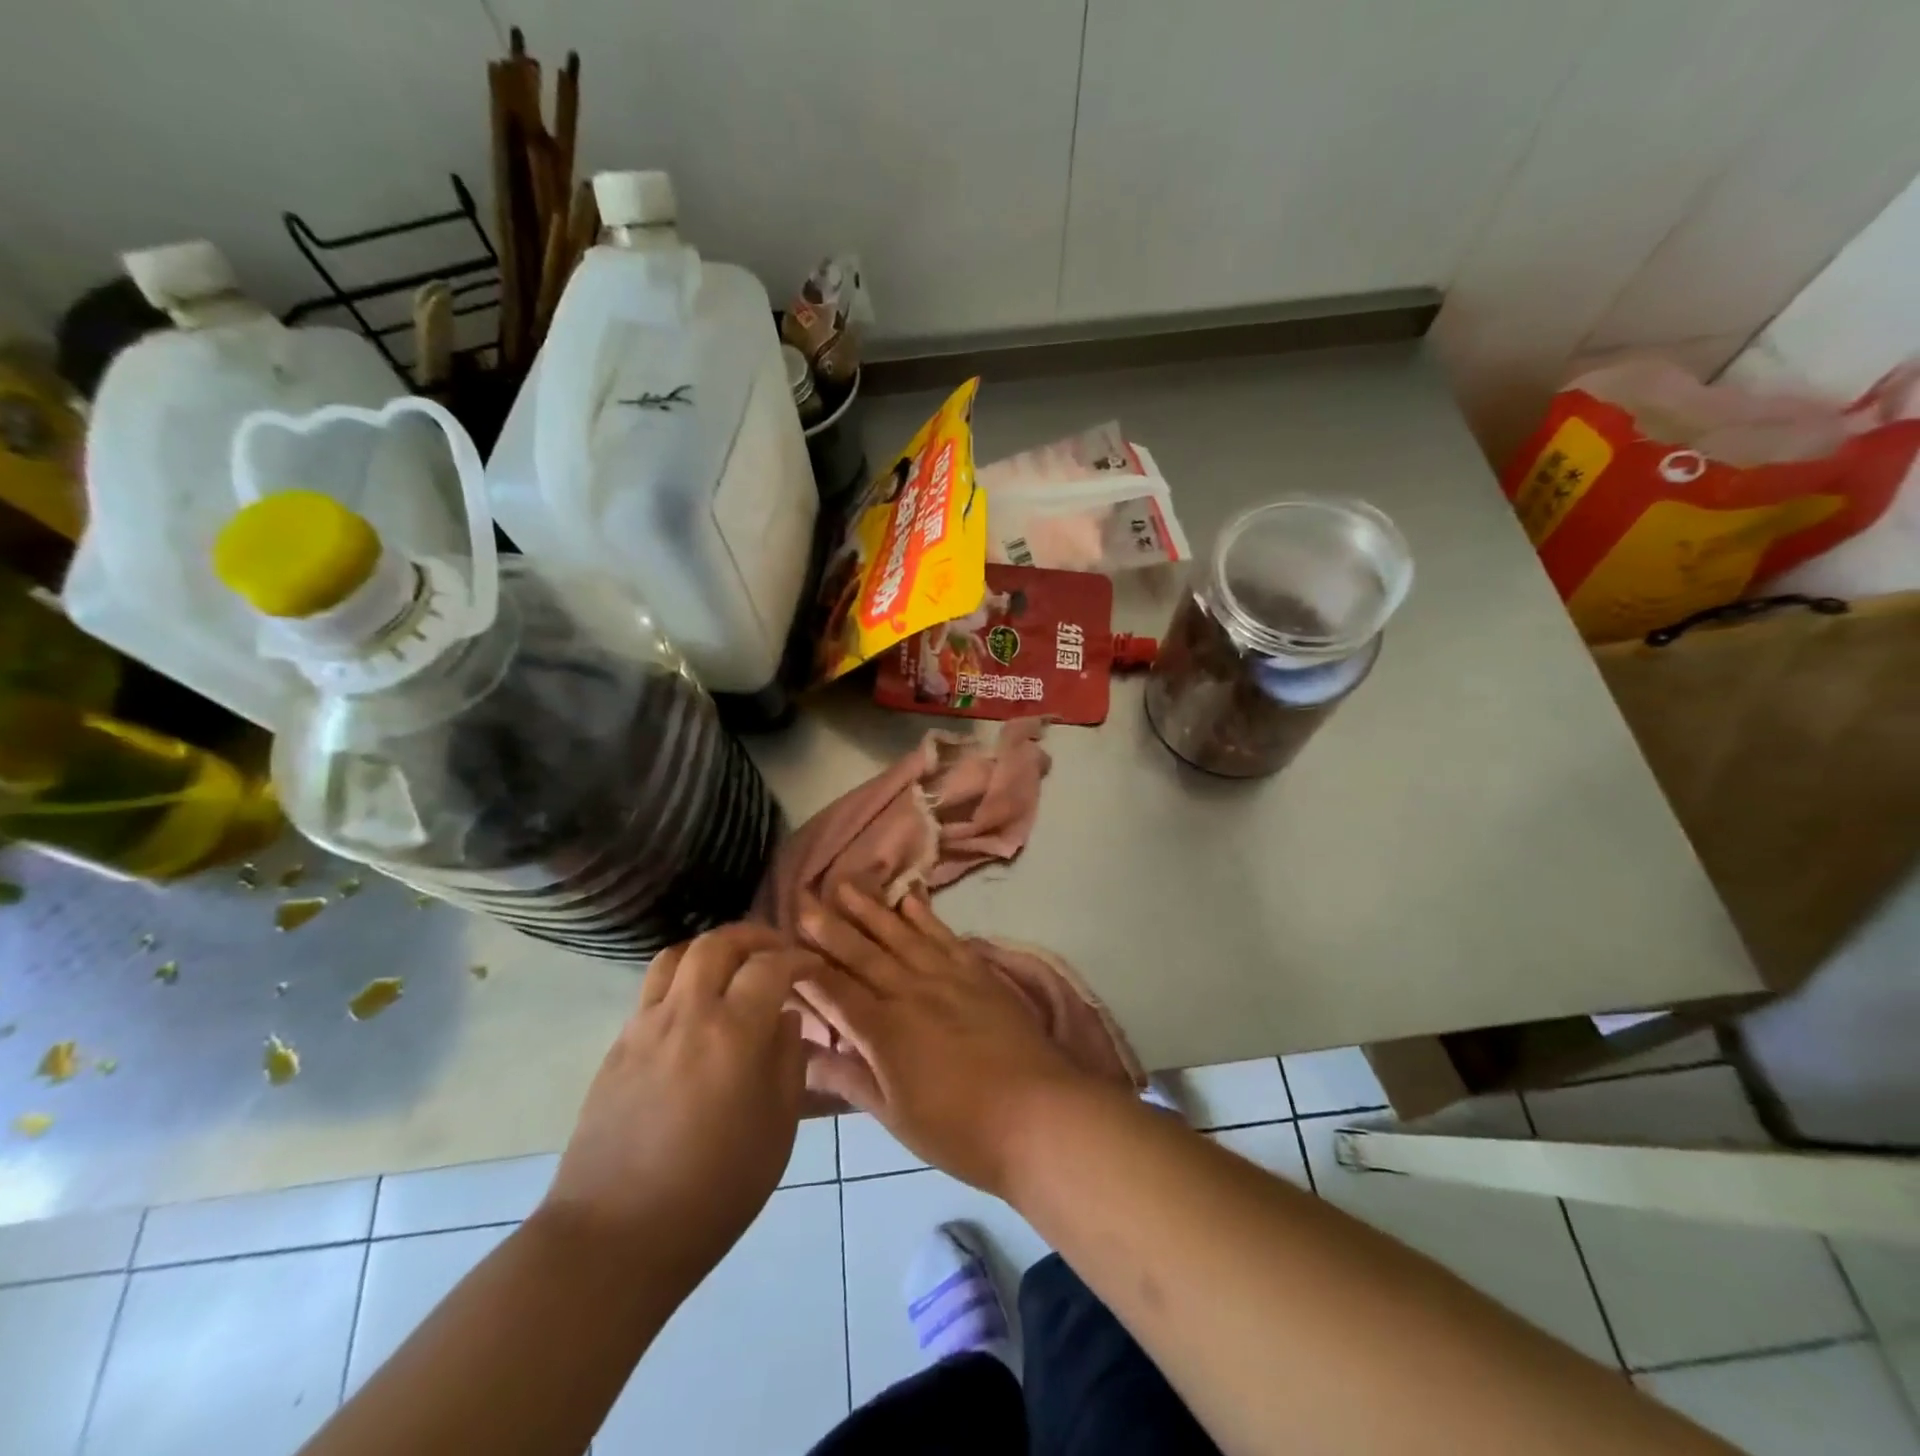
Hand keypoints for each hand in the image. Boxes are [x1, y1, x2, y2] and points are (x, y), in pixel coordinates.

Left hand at [539, 925, 817, 1284]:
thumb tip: (786, 1019)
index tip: (813, 968)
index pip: (771, 966)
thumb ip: (787, 1063)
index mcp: (733, 1034)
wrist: (614, 1238)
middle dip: (753, 937)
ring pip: (677, 955)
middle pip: (718, 943)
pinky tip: (696, 1009)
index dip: (798, 958)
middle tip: (775, 953)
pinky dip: (682, 978)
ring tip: (732, 968)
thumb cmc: (713, 1192)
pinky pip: (652, 989)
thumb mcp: (777, 1131)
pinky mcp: (617, 1047)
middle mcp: (687, 1014)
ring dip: (712, 949)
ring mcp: (645, 1027)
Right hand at [795, 884, 1094, 1194]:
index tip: (783, 943)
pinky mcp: (979, 973)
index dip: (807, 967)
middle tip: (804, 896)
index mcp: (884, 1030)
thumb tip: (805, 1057)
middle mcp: (911, 992)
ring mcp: (947, 977)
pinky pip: (944, 936)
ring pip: (900, 935)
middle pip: (863, 953)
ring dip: (871, 909)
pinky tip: (909, 899)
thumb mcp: (896, 1117)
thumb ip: (851, 1079)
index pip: (835, 990)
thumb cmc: (961, 1130)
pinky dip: (925, 916)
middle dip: (830, 926)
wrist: (1040, 1113)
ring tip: (847, 884)